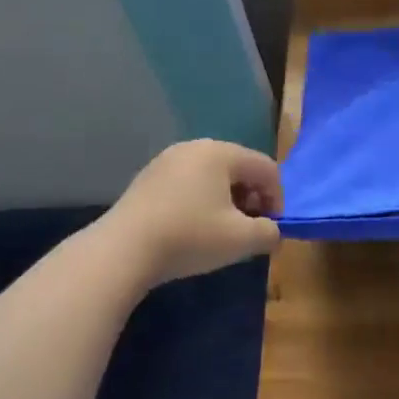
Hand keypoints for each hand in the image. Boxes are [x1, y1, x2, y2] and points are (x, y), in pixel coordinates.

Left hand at [104, 140, 282, 287]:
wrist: (121, 251)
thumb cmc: (190, 237)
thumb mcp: (242, 239)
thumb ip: (269, 232)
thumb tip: (272, 232)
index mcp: (221, 153)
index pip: (267, 169)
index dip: (277, 199)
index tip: (271, 228)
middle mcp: (195, 147)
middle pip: (240, 168)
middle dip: (252, 199)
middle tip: (250, 229)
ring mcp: (167, 161)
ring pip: (213, 176)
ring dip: (228, 201)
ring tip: (223, 231)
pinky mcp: (148, 179)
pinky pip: (189, 184)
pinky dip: (201, 202)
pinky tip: (194, 229)